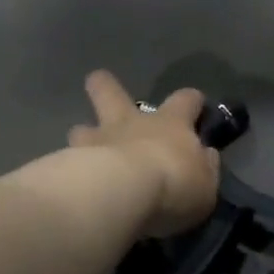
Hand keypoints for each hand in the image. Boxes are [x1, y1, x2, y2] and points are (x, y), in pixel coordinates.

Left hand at [68, 70, 221, 236]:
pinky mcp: (70, 163)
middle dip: (106, 85)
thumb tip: (206, 156)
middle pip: (113, 93)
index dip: (192, 101)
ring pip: (82, 127)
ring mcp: (97, 140)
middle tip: (98, 80)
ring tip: (83, 148)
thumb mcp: (205, 185)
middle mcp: (131, 123)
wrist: (122, 193)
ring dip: (84, 134)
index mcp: (170, 124)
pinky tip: (72, 182)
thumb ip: (205, 168)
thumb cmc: (173, 185)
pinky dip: (69, 168)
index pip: (186, 100)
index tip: (196, 104)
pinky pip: (68, 161)